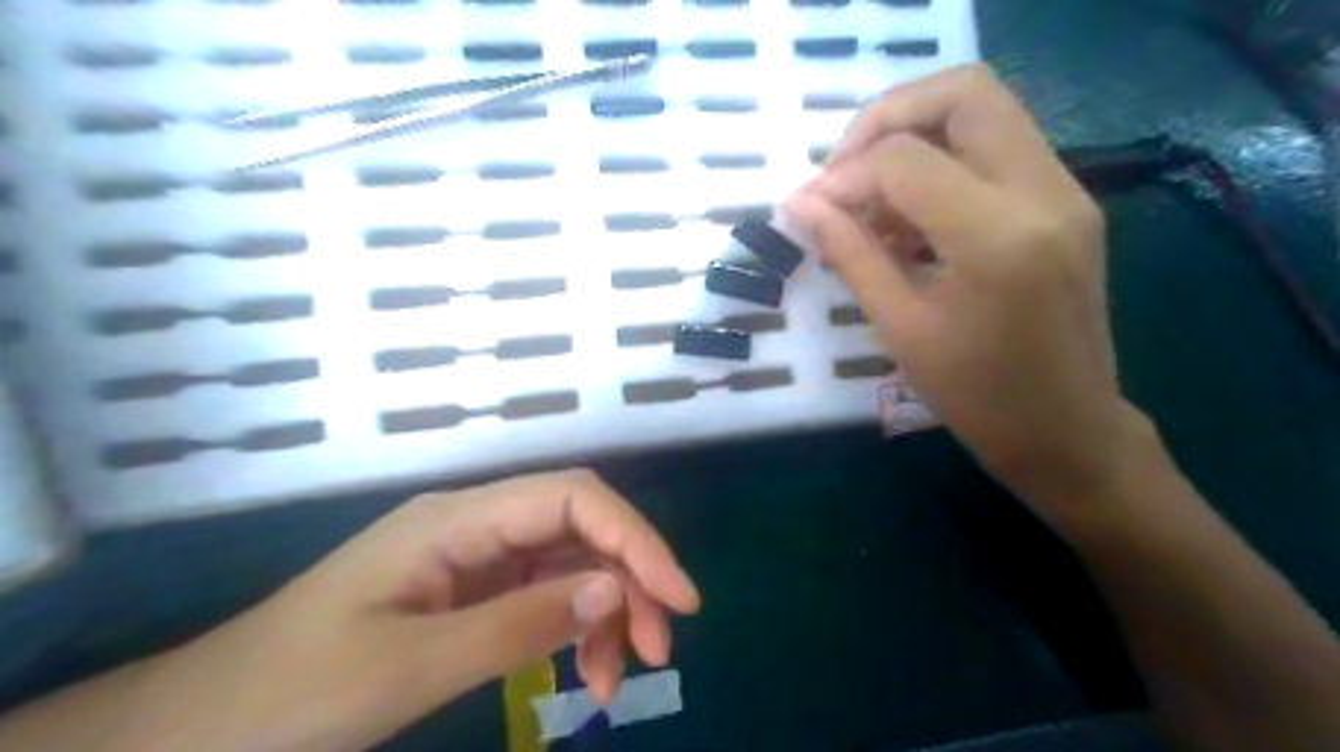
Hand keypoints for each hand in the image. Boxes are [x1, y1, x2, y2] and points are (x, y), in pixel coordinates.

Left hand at [115, 469, 700, 751]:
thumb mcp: (409, 667)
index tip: (678, 598)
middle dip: (630, 578)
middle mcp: (474, 524)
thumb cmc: (285, 698)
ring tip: (618, 678)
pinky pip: (542, 596)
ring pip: (568, 563)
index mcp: (457, 519)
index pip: (573, 499)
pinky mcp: (469, 592)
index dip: (635, 538)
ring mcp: (472, 557)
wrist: (190, 733)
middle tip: (657, 650)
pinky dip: (572, 630)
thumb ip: (517, 624)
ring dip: (606, 611)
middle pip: (579, 527)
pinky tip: (584, 671)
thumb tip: (614, 591)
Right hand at [787, 64, 1152, 509]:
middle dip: (886, 118)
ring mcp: (1066, 191)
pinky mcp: (1067, 201)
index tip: (812, 208)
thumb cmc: (978, 398)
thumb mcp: (900, 328)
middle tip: (845, 171)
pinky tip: (911, 217)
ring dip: (914, 136)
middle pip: (962, 92)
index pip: (904, 159)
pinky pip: (998, 146)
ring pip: (983, 109)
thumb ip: (850, 252)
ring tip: (873, 201)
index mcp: (997, 237)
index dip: (845, 175)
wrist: (1068, 430)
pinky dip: (944, 160)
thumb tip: (800, 204)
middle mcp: (1044, 192)